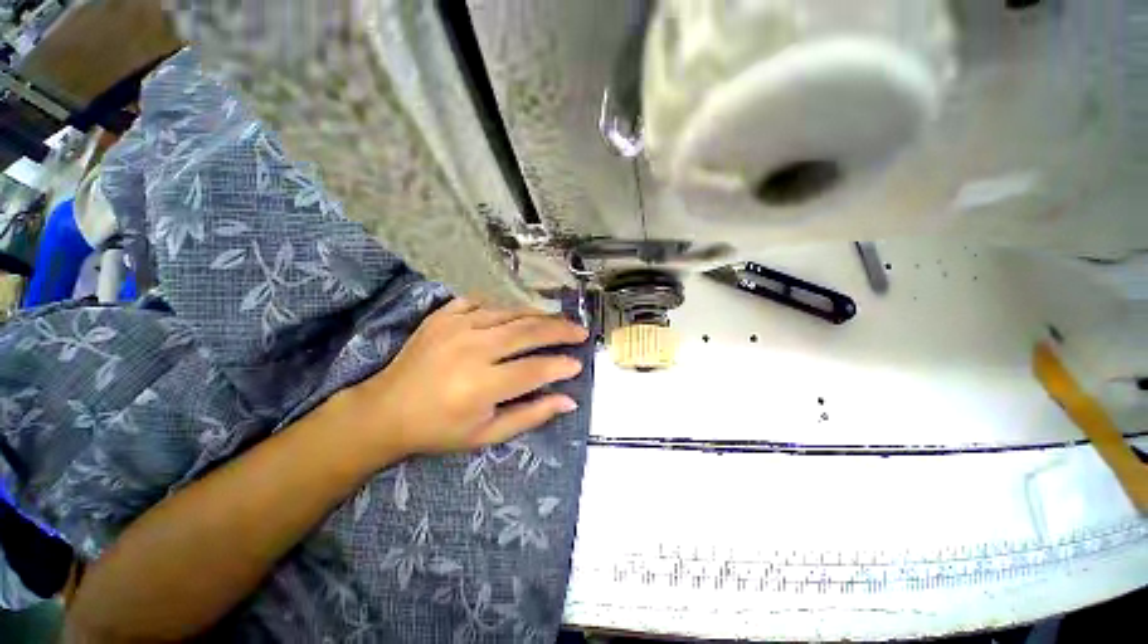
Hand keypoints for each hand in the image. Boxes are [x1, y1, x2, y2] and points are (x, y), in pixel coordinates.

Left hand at [340, 298, 587, 459]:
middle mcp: (471, 350)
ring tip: (558, 321)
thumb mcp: (487, 435)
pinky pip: (484, 301)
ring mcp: (456, 326)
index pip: (535, 369)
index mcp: (481, 385)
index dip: (561, 366)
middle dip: (560, 330)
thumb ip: (531, 416)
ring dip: (539, 316)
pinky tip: (519, 312)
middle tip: (580, 331)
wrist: (385, 410)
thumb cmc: (439, 429)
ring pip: (511, 312)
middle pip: (528, 331)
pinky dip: (506, 305)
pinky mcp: (444, 315)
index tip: (578, 364)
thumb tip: (569, 400)